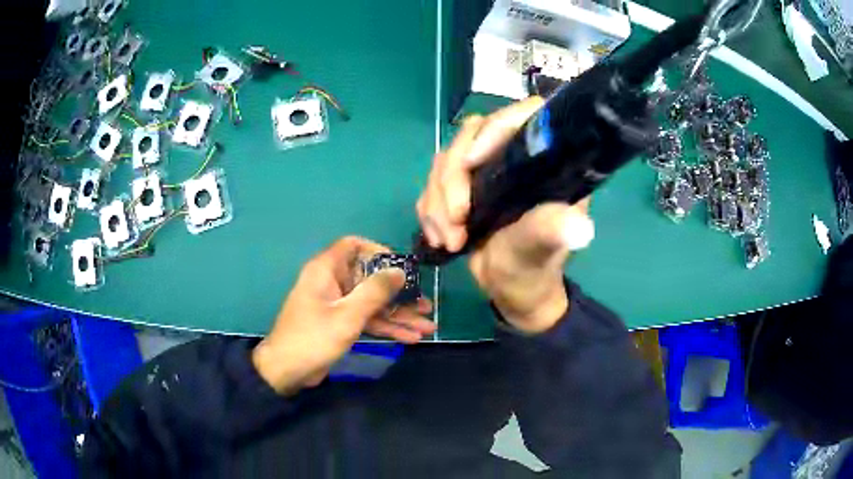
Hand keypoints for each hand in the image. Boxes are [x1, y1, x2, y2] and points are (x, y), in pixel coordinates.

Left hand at [253, 237, 435, 393]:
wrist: (287, 371)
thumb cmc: (313, 338)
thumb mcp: (347, 315)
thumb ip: (375, 292)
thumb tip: (399, 271)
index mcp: (327, 270)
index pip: (354, 245)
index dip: (379, 252)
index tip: (401, 268)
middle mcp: (333, 282)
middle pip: (370, 279)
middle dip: (399, 294)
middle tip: (426, 305)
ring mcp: (337, 304)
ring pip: (373, 303)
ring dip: (398, 315)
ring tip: (427, 327)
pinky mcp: (340, 323)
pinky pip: (367, 319)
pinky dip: (386, 327)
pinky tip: (410, 338)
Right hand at [417, 98, 594, 333]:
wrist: (511, 288)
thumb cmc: (535, 266)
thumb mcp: (543, 249)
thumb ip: (552, 231)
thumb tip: (581, 228)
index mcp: (545, 161)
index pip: (523, 116)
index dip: (495, 128)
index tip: (472, 164)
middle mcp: (514, 155)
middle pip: (472, 134)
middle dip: (453, 179)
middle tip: (456, 221)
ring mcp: (485, 169)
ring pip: (445, 159)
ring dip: (437, 202)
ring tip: (451, 241)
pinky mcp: (460, 185)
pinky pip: (431, 183)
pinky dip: (428, 211)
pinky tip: (439, 238)